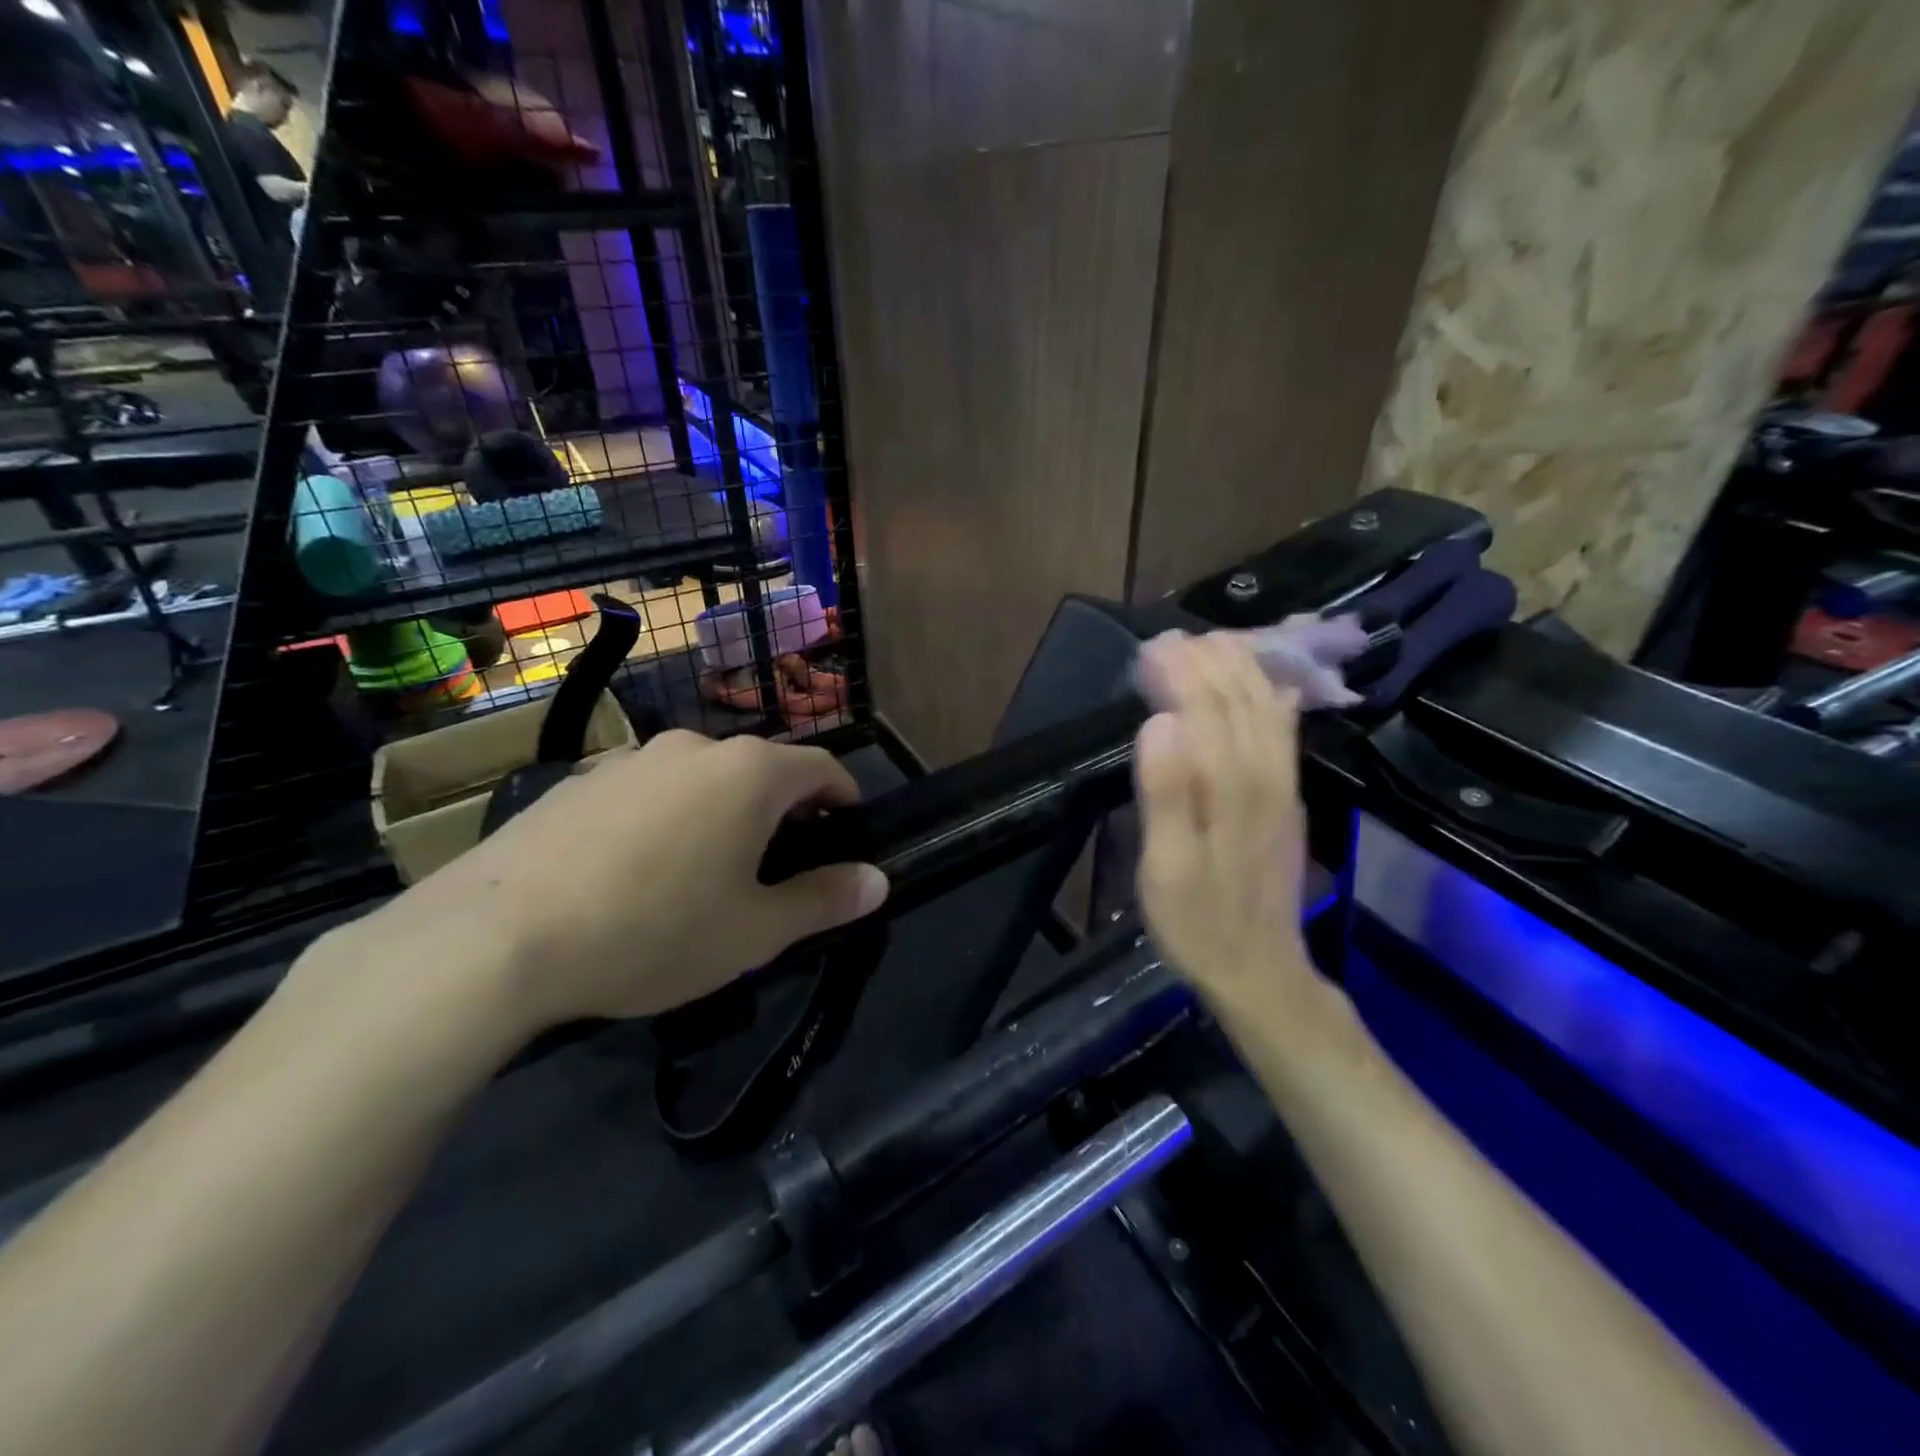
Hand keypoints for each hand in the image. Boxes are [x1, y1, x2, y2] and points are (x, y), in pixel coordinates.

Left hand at [368, 731, 888, 1033]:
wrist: (496, 938)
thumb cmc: (653, 930)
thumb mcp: (754, 930)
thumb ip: (824, 900)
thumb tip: (879, 880)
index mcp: (750, 773)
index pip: (821, 767)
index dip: (843, 797)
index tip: (847, 830)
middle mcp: (695, 748)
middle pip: (760, 769)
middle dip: (782, 809)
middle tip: (779, 864)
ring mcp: (631, 759)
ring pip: (701, 778)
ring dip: (722, 811)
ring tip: (706, 870)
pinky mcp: (579, 780)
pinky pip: (647, 790)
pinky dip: (666, 817)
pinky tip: (637, 870)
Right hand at [1134, 633, 1322, 1019]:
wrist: (1260, 971)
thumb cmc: (1197, 922)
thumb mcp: (1165, 869)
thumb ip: (1166, 795)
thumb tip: (1160, 722)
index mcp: (1230, 788)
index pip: (1206, 708)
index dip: (1180, 671)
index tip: (1151, 648)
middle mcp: (1264, 776)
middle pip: (1241, 700)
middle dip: (1209, 661)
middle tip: (1172, 639)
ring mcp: (1283, 788)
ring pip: (1268, 710)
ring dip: (1243, 671)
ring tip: (1214, 644)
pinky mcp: (1290, 801)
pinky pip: (1286, 735)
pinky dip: (1274, 700)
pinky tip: (1271, 688)